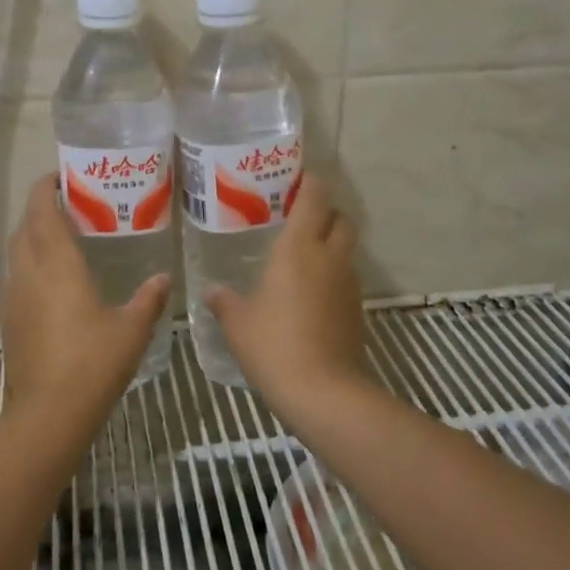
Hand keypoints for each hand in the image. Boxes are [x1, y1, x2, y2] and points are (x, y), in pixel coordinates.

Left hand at [2, 174, 170, 422]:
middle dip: (38, 209)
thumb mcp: (132, 328)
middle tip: (65, 206)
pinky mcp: (9, 320)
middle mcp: (29, 273)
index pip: (42, 211)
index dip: (45, 189)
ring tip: (59, 239)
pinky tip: (51, 283)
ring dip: (31, 237)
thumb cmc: (94, 362)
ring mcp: (14, 297)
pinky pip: (16, 279)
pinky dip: (29, 266)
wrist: (49, 412)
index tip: (59, 177)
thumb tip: (164, 278)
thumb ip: (148, 299)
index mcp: (58, 264)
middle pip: (24, 227)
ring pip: (16, 253)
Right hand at [204, 175, 365, 409]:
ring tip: (302, 257)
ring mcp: (348, 284)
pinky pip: (346, 279)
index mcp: (298, 249)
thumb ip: (224, 302)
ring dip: (331, 245)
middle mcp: (329, 258)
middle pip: (341, 219)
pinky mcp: (356, 310)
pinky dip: (332, 275)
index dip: (312, 183)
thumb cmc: (273, 345)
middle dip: (326, 212)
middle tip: (300, 218)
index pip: (315, 199)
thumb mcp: (238, 323)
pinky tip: (310, 294)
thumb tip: (212, 291)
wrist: (322, 391)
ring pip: (346, 250)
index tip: (300, 178)